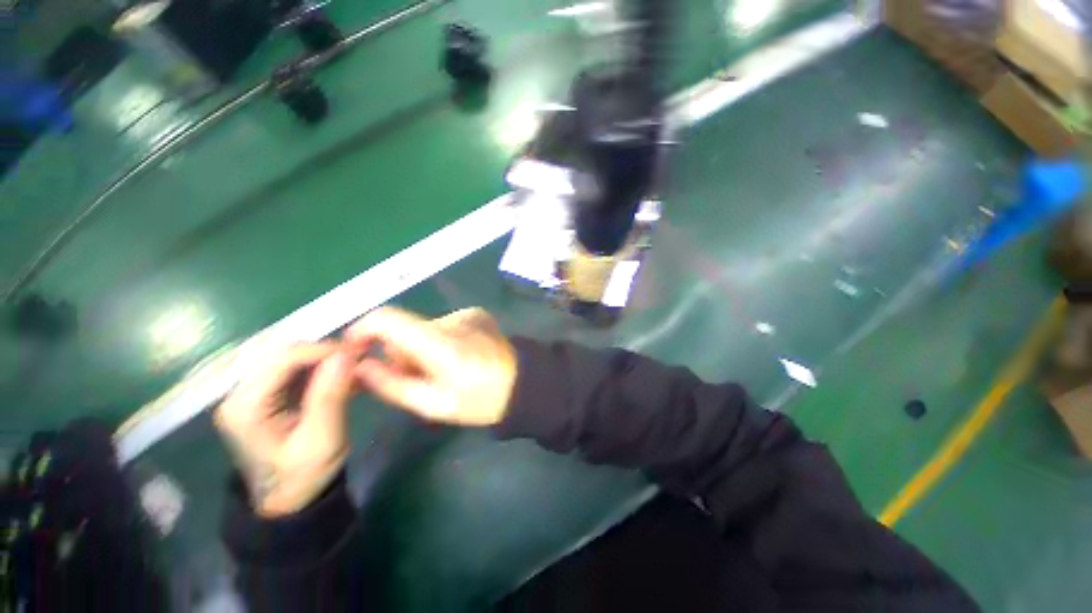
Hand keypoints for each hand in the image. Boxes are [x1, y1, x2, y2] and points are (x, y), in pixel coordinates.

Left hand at [215, 343, 353, 516]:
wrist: (290, 501)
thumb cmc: (304, 475)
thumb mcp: (323, 438)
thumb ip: (330, 394)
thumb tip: (345, 353)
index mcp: (245, 406)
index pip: (282, 358)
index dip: (322, 350)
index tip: (358, 353)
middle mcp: (239, 394)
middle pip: (282, 353)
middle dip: (323, 351)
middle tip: (358, 358)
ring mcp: (250, 394)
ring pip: (290, 357)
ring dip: (324, 359)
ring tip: (354, 367)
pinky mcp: (264, 396)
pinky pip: (294, 370)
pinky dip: (321, 368)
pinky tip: (343, 377)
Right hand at [346, 307, 516, 425]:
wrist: (525, 384)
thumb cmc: (482, 401)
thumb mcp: (433, 404)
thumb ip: (391, 385)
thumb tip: (360, 365)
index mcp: (440, 341)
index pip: (385, 318)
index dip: (361, 330)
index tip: (354, 353)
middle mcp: (452, 319)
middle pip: (405, 328)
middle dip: (398, 353)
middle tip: (413, 380)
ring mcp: (467, 313)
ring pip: (423, 328)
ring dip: (420, 349)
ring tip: (439, 373)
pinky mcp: (476, 314)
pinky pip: (443, 326)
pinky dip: (438, 342)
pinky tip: (457, 359)